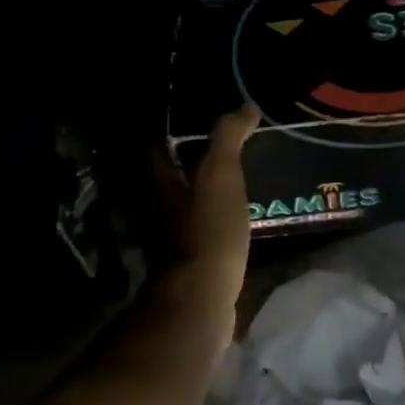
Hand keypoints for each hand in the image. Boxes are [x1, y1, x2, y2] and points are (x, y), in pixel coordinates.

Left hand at [151, 106, 260, 337]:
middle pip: (172, 176)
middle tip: (229, 149)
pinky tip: (241, 215)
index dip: (176, 132)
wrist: (202, 297)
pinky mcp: (190, 260)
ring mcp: (172, 236)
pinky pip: (203, 228)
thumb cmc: (208, 229)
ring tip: (242, 179)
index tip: (203, 121)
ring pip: (188, 203)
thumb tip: (245, 107)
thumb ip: (228, 138)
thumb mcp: (220, 174)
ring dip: (208, 191)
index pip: (158, 146)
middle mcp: (159, 206)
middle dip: (194, 162)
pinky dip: (218, 217)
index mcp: (160, 181)